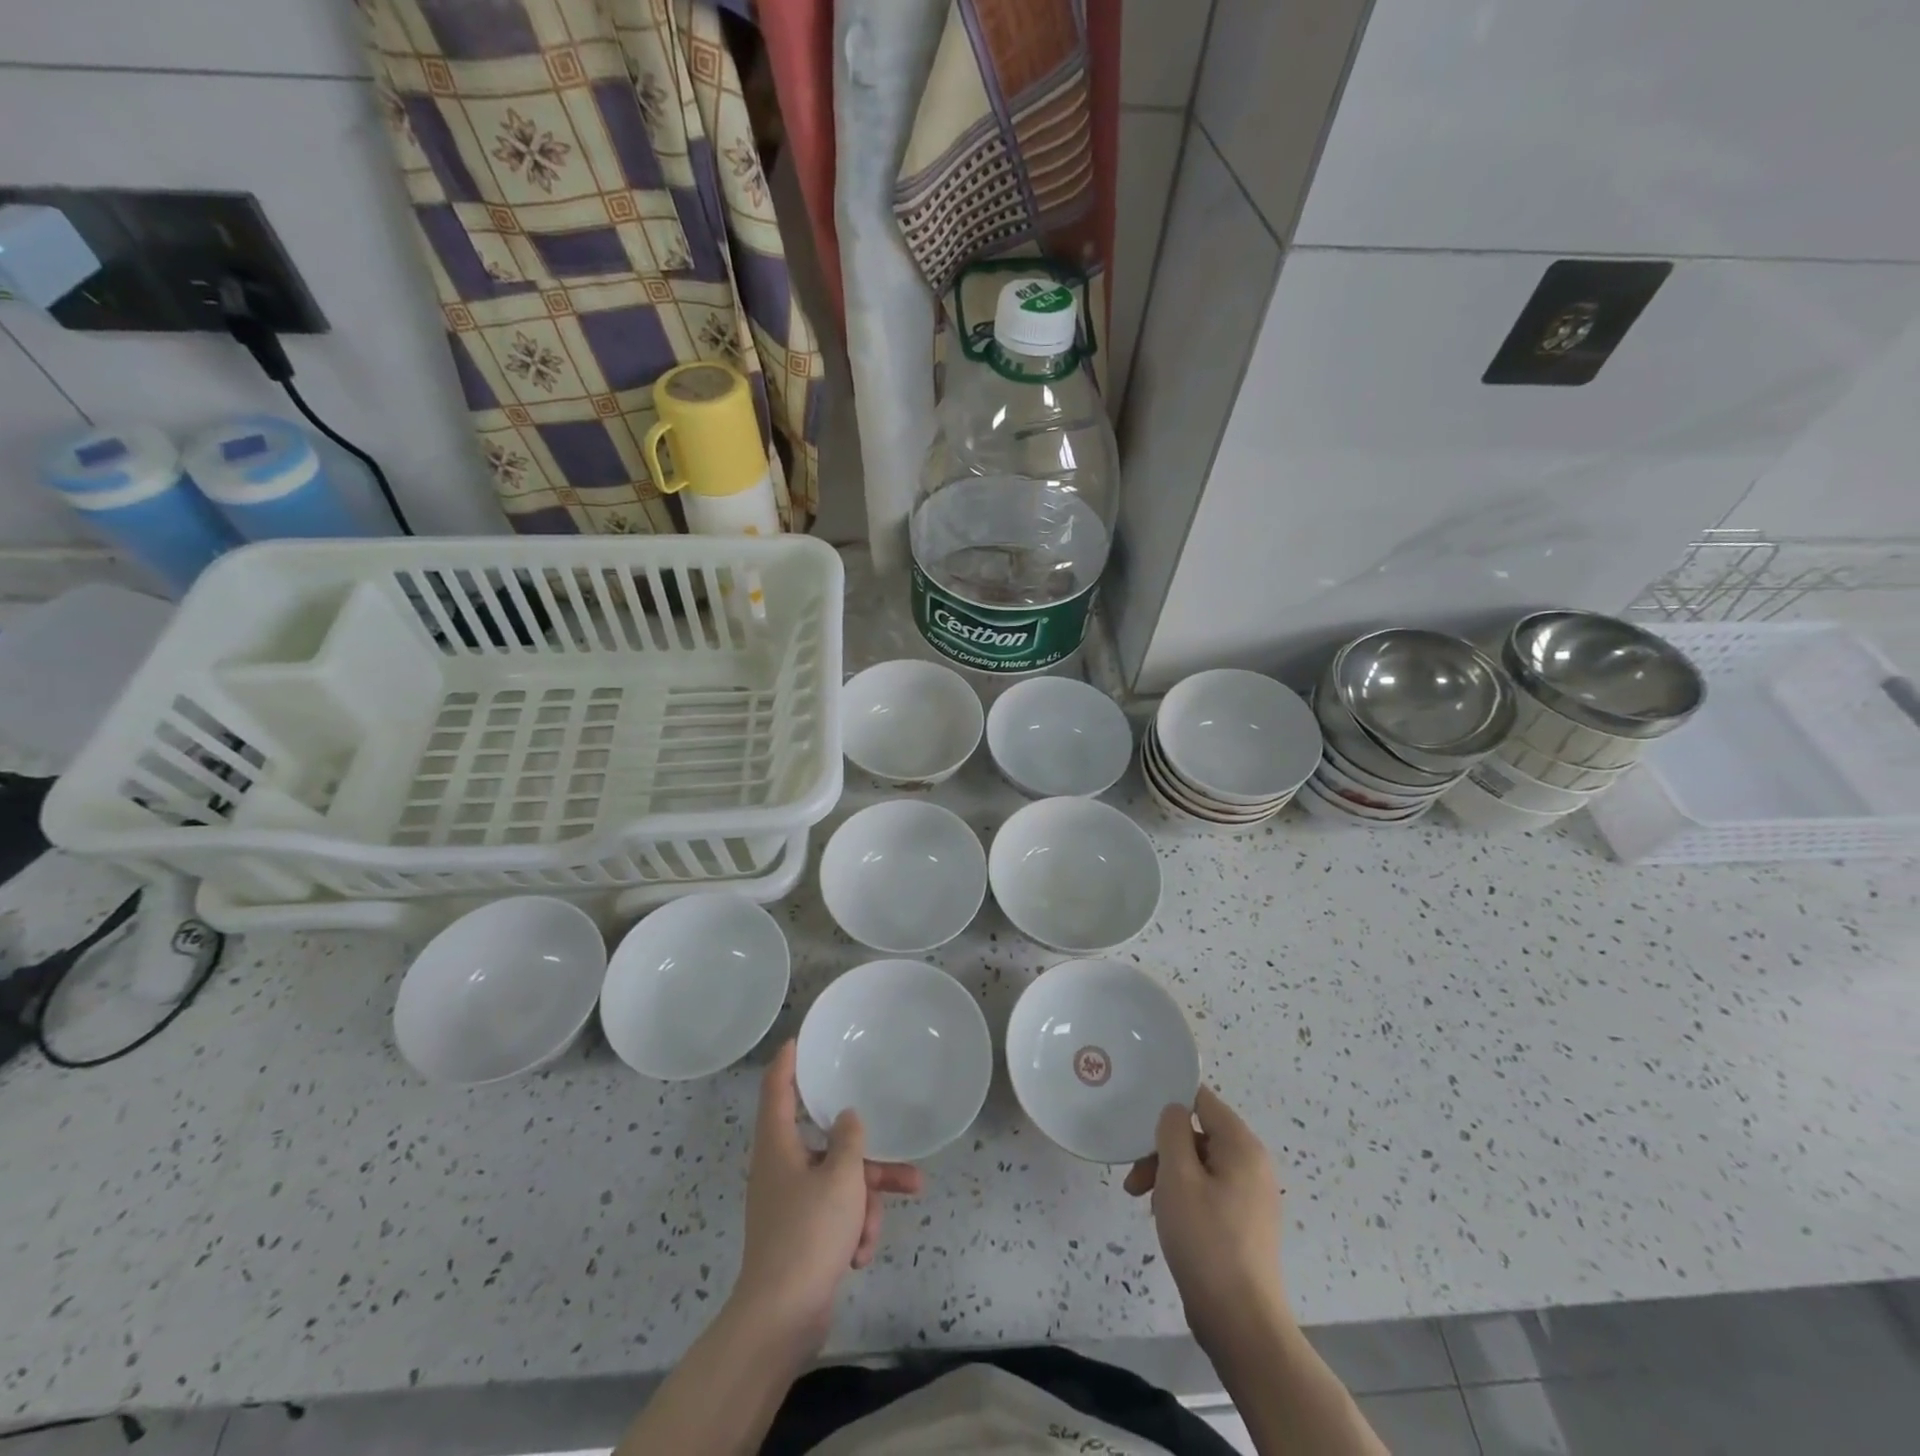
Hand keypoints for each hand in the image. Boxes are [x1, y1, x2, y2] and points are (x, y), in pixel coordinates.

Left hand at [730, 1039, 922, 1349]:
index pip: (777, 1088)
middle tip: (901, 1158)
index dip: (788, 1061)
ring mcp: (790, 1203)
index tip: (800, 1039)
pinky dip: (851, 1230)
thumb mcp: (841, 1177)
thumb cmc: (808, 1234)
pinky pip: (835, 1215)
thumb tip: (847, 1118)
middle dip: (866, 1160)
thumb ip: (849, 1139)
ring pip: (838, 1184)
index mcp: (778, 1145)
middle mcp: (781, 1167)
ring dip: (865, 1204)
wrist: (781, 1319)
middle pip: (827, 1145)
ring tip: (878, 1232)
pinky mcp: (801, 1235)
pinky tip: (859, 1255)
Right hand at [1124, 1086, 1287, 1353]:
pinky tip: (1164, 1219)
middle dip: (1162, 1149)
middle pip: (1198, 1134)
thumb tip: (1175, 1110)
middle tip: (1134, 1177)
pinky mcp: (1243, 1224)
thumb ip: (1172, 1131)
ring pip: (1199, 1165)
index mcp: (1242, 1146)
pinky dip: (1183, 1196)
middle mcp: (1252, 1165)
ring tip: (1142, 1201)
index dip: (1170, 1100)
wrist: (1241, 1323)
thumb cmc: (1206, 1240)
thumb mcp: (1178, 1176)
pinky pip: (1208, 1191)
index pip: (1202, 1100)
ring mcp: (1250, 1196)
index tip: (1139, 1116)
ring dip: (1167, 1175)